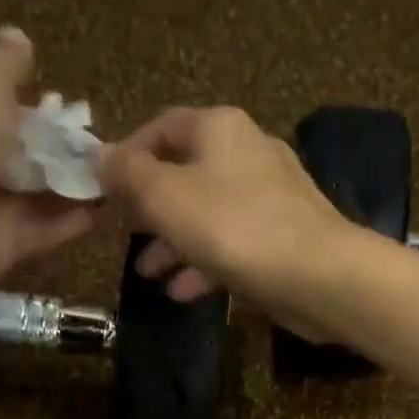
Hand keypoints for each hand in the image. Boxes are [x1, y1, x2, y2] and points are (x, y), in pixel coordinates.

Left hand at [0, 28, 94, 308]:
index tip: (77, 113)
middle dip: (60, 152)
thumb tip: (18, 37)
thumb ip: (4, 66)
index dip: (36, 107)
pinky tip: (104, 211)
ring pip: (34, 195)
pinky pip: (40, 233)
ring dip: (71, 187)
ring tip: (118, 179)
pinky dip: (69, 223)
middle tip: (108, 151)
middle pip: (20, 154)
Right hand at [99, 107, 355, 328]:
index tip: (102, 189)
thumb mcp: (165, 196)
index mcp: (219, 128)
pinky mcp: (284, 236)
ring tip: (146, 272)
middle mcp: (247, 152)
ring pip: (207, 212)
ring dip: (173, 242)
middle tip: (123, 233)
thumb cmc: (233, 227)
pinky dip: (205, 262)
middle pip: (185, 172)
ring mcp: (270, 196)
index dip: (127, 154)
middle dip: (149, 207)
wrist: (319, 275)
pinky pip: (233, 243)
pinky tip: (183, 292)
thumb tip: (100, 156)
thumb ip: (128, 174)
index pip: (161, 126)